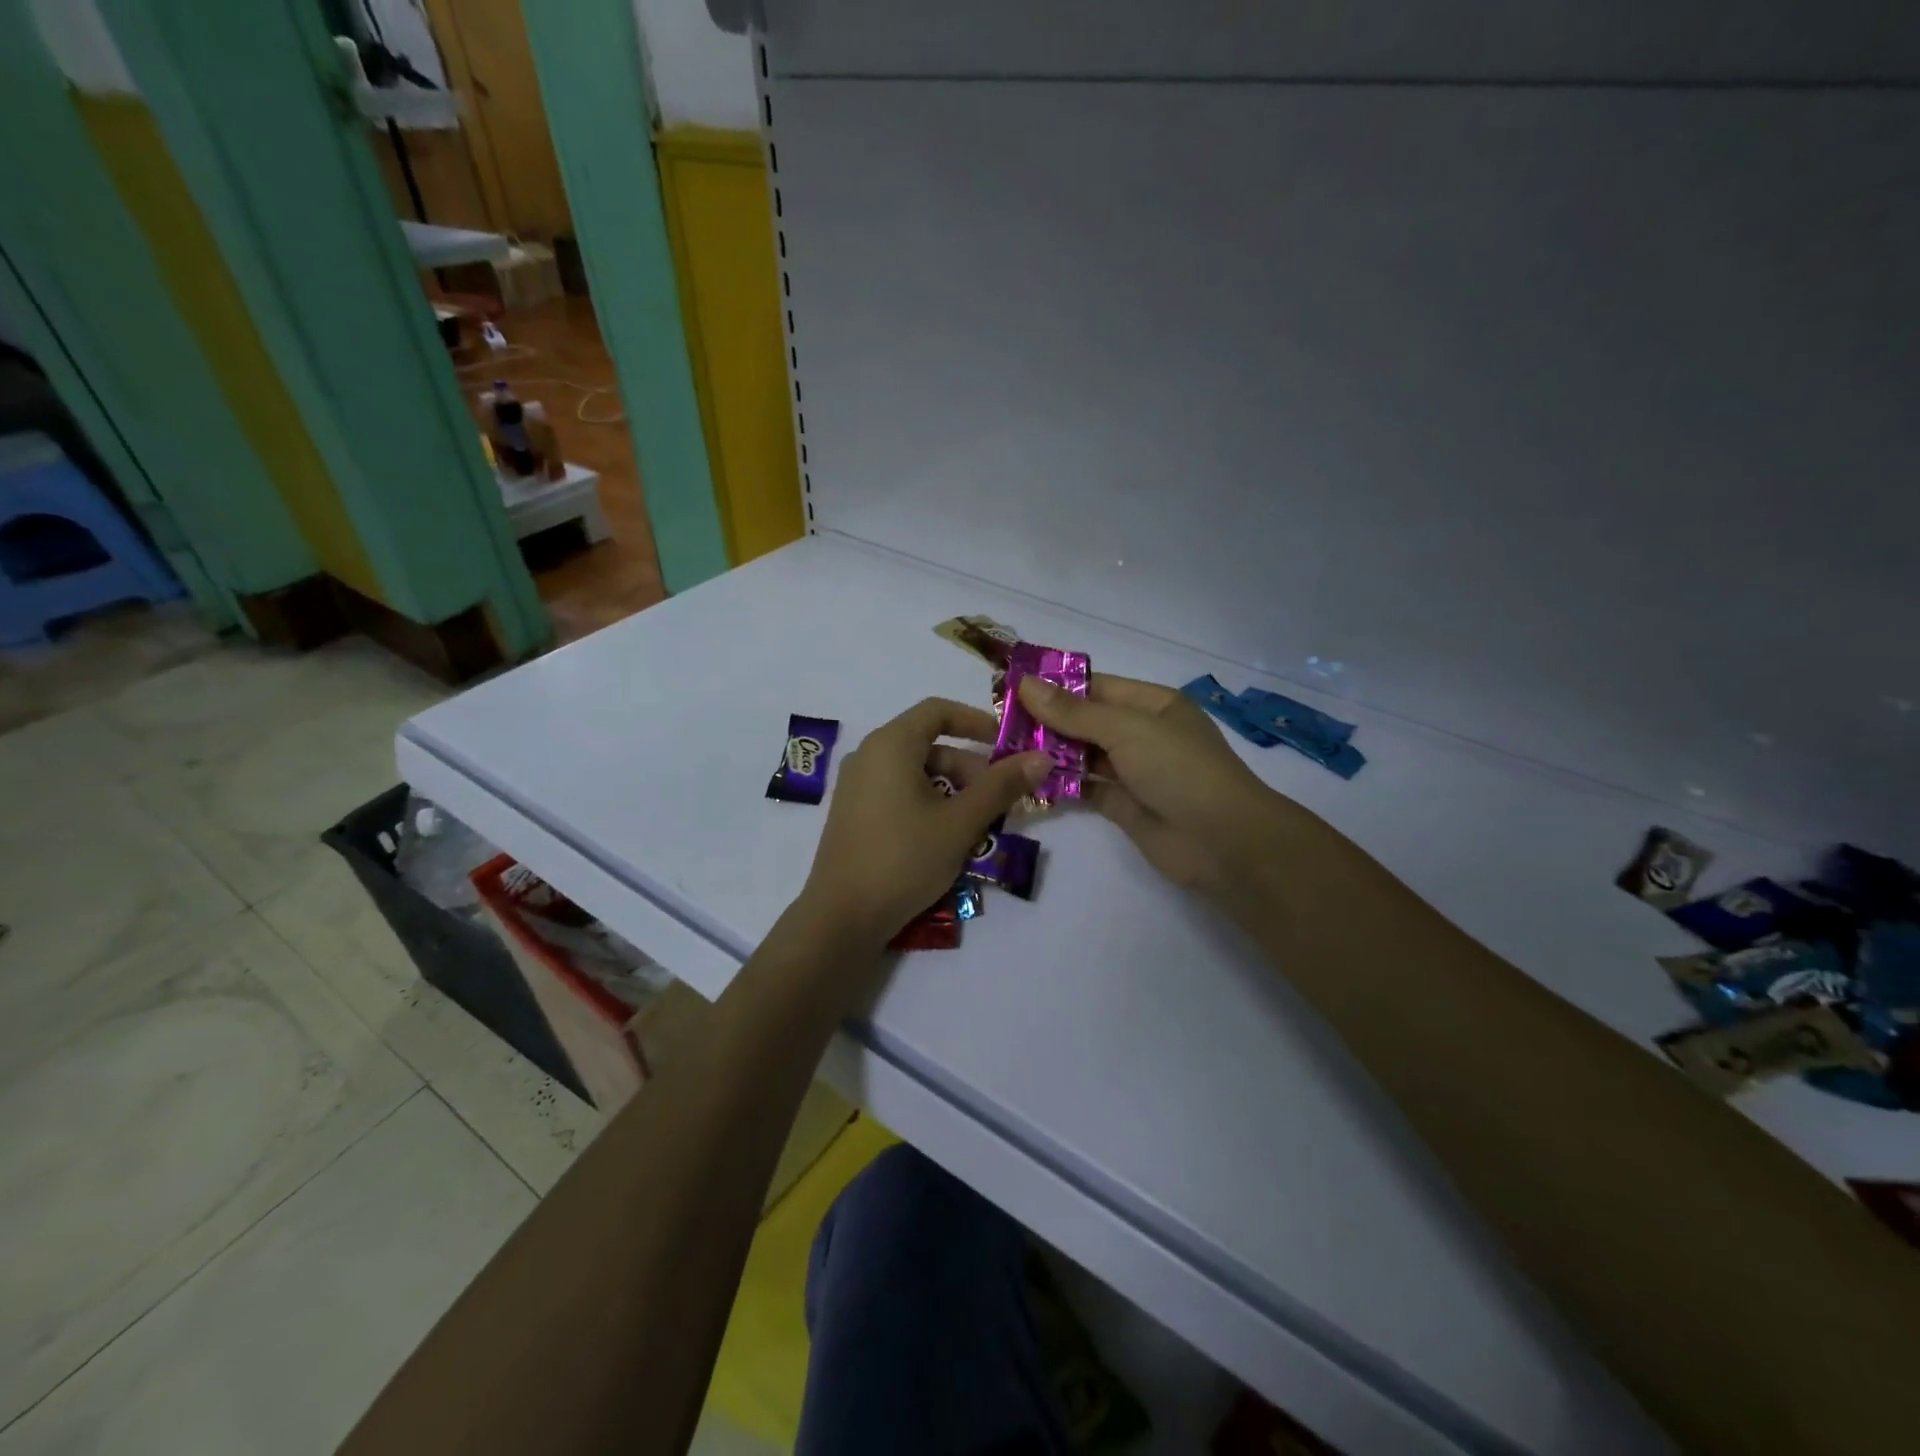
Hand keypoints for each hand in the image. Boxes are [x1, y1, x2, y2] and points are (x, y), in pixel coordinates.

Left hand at [799, 698, 1049, 947]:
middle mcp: (868, 755)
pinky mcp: (854, 814)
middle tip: (998, 803)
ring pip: (916, 773)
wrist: (842, 917)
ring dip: (953, 791)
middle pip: (930, 746)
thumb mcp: (961, 822)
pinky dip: (928, 803)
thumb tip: (1041, 758)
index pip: (938, 710)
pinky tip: (946, 839)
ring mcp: (856, 786)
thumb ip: (1001, 787)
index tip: (1006, 745)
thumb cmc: (904, 858)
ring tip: (977, 827)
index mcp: (890, 744)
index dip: (976, 721)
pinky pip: (898, 793)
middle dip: (970, 769)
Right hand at [1017, 673, 1310, 902]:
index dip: (1054, 686)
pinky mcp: (1123, 806)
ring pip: (1082, 755)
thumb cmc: (1180, 770)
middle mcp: (1142, 734)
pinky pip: (1084, 788)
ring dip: (1049, 753)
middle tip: (996, 723)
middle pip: (1085, 721)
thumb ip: (1074, 711)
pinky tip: (1026, 780)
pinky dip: (1059, 784)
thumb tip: (1026, 684)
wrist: (1224, 842)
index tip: (1009, 688)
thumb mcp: (1127, 730)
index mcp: (1152, 705)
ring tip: (1002, 750)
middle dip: (1046, 721)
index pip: (1095, 687)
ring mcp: (1133, 771)